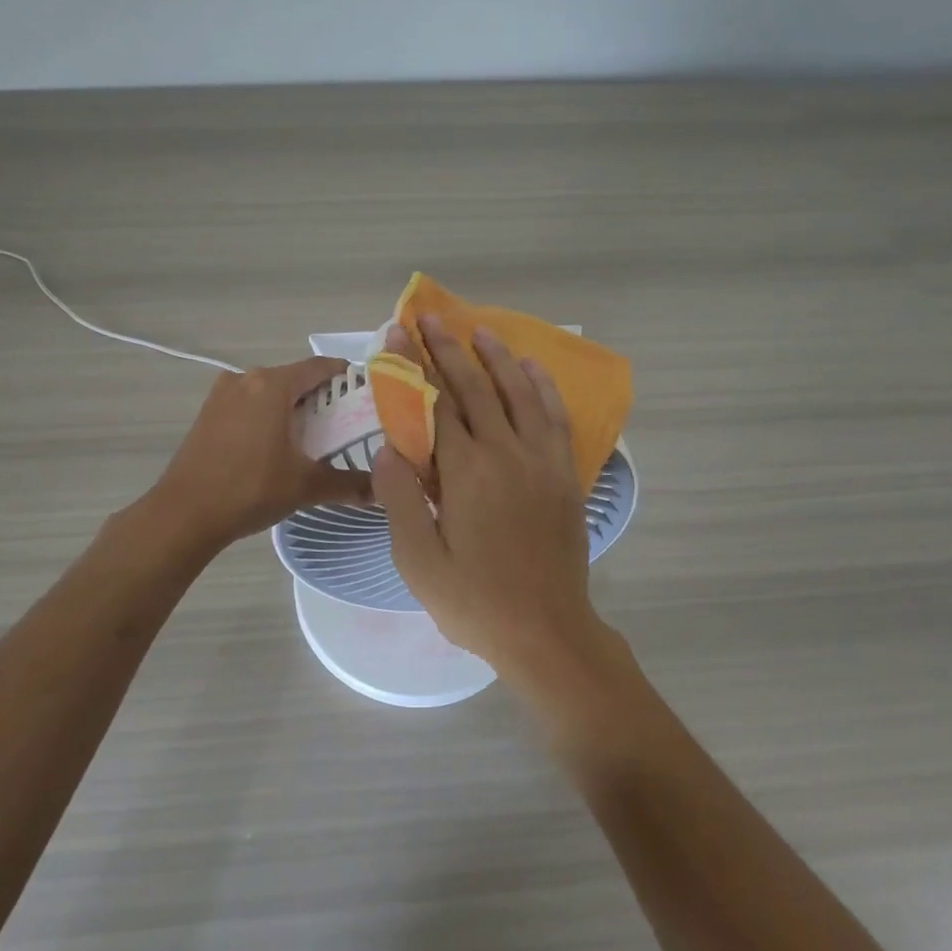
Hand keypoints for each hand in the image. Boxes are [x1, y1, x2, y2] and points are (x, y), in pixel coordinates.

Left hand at [152, 357, 374, 548]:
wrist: (184, 514)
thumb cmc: (250, 490)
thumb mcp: (305, 487)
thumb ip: (347, 484)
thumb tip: (379, 491)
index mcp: (272, 385)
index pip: (320, 367)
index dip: (347, 377)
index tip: (367, 394)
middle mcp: (247, 379)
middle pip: (295, 378)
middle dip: (322, 397)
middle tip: (346, 423)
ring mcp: (222, 394)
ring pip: (270, 392)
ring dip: (292, 407)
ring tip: (315, 436)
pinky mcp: (208, 413)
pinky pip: (249, 404)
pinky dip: (268, 416)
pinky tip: (277, 445)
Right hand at [371, 319, 603, 679]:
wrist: (546, 632)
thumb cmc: (474, 601)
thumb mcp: (418, 561)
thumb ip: (399, 498)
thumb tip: (388, 447)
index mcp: (466, 472)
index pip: (436, 404)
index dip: (415, 366)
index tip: (400, 333)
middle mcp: (506, 454)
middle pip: (475, 388)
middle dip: (450, 349)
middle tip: (432, 318)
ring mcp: (541, 461)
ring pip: (519, 393)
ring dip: (498, 358)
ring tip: (480, 331)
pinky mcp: (564, 475)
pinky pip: (555, 418)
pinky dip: (543, 388)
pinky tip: (533, 369)